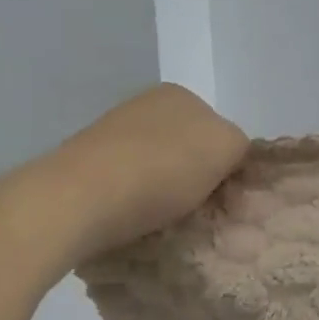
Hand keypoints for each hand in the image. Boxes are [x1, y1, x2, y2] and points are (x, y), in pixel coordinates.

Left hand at [32, 84, 248, 266]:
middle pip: (187, 149)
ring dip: (167, 195)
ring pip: (157, 169)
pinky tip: (137, 223)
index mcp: (179, 95)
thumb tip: (227, 160)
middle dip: (197, 180)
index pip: (219, 130)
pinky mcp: (86, 166)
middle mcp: (143, 106)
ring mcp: (111, 135)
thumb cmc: (162, 169)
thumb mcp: (226, 146)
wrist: (79, 198)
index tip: (227, 200)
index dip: (228, 166)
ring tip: (169, 224)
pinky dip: (137, 204)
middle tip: (203, 215)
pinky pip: (128, 187)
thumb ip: (239, 145)